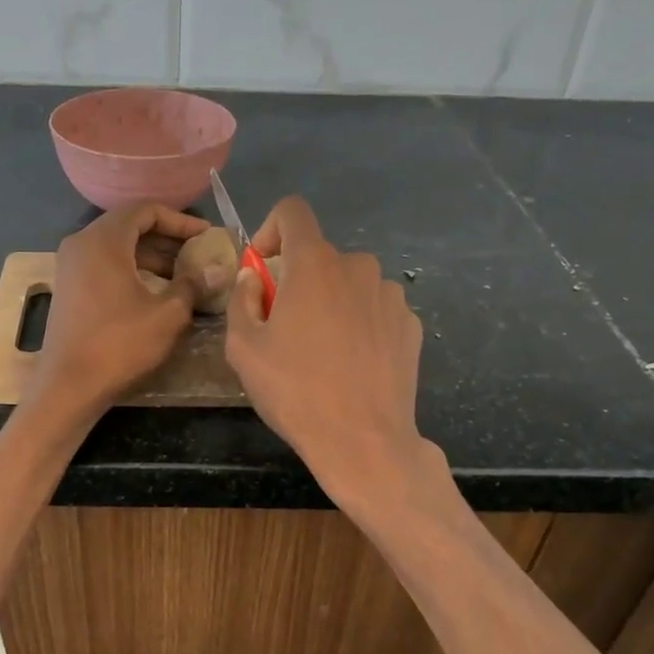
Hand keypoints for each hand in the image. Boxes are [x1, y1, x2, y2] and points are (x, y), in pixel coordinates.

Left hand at [33, 202, 216, 417]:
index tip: (206, 235)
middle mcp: (82, 244)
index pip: (145, 210)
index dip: (180, 220)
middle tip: (198, 253)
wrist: (69, 385)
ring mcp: (70, 266)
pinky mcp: (69, 287)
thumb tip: (220, 269)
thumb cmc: (120, 344)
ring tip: (183, 275)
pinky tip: (156, 291)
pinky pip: (105, 264)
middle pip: (130, 226)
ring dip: (151, 256)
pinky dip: (132, 269)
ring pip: (117, 247)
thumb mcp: (168, 314)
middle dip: (167, 238)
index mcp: (103, 240)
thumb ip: (194, 284)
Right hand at [225, 197, 430, 504]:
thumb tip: (254, 278)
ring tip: (322, 352)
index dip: (270, 231)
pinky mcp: (411, 325)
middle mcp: (359, 266)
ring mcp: (392, 295)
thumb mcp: (243, 348)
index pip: (292, 212)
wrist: (364, 441)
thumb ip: (242, 299)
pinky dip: (359, 324)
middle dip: (298, 281)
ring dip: (331, 303)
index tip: (262, 271)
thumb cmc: (295, 391)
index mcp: (315, 264)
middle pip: (320, 256)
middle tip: (285, 329)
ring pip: (349, 284)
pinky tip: (353, 365)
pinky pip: (375, 309)